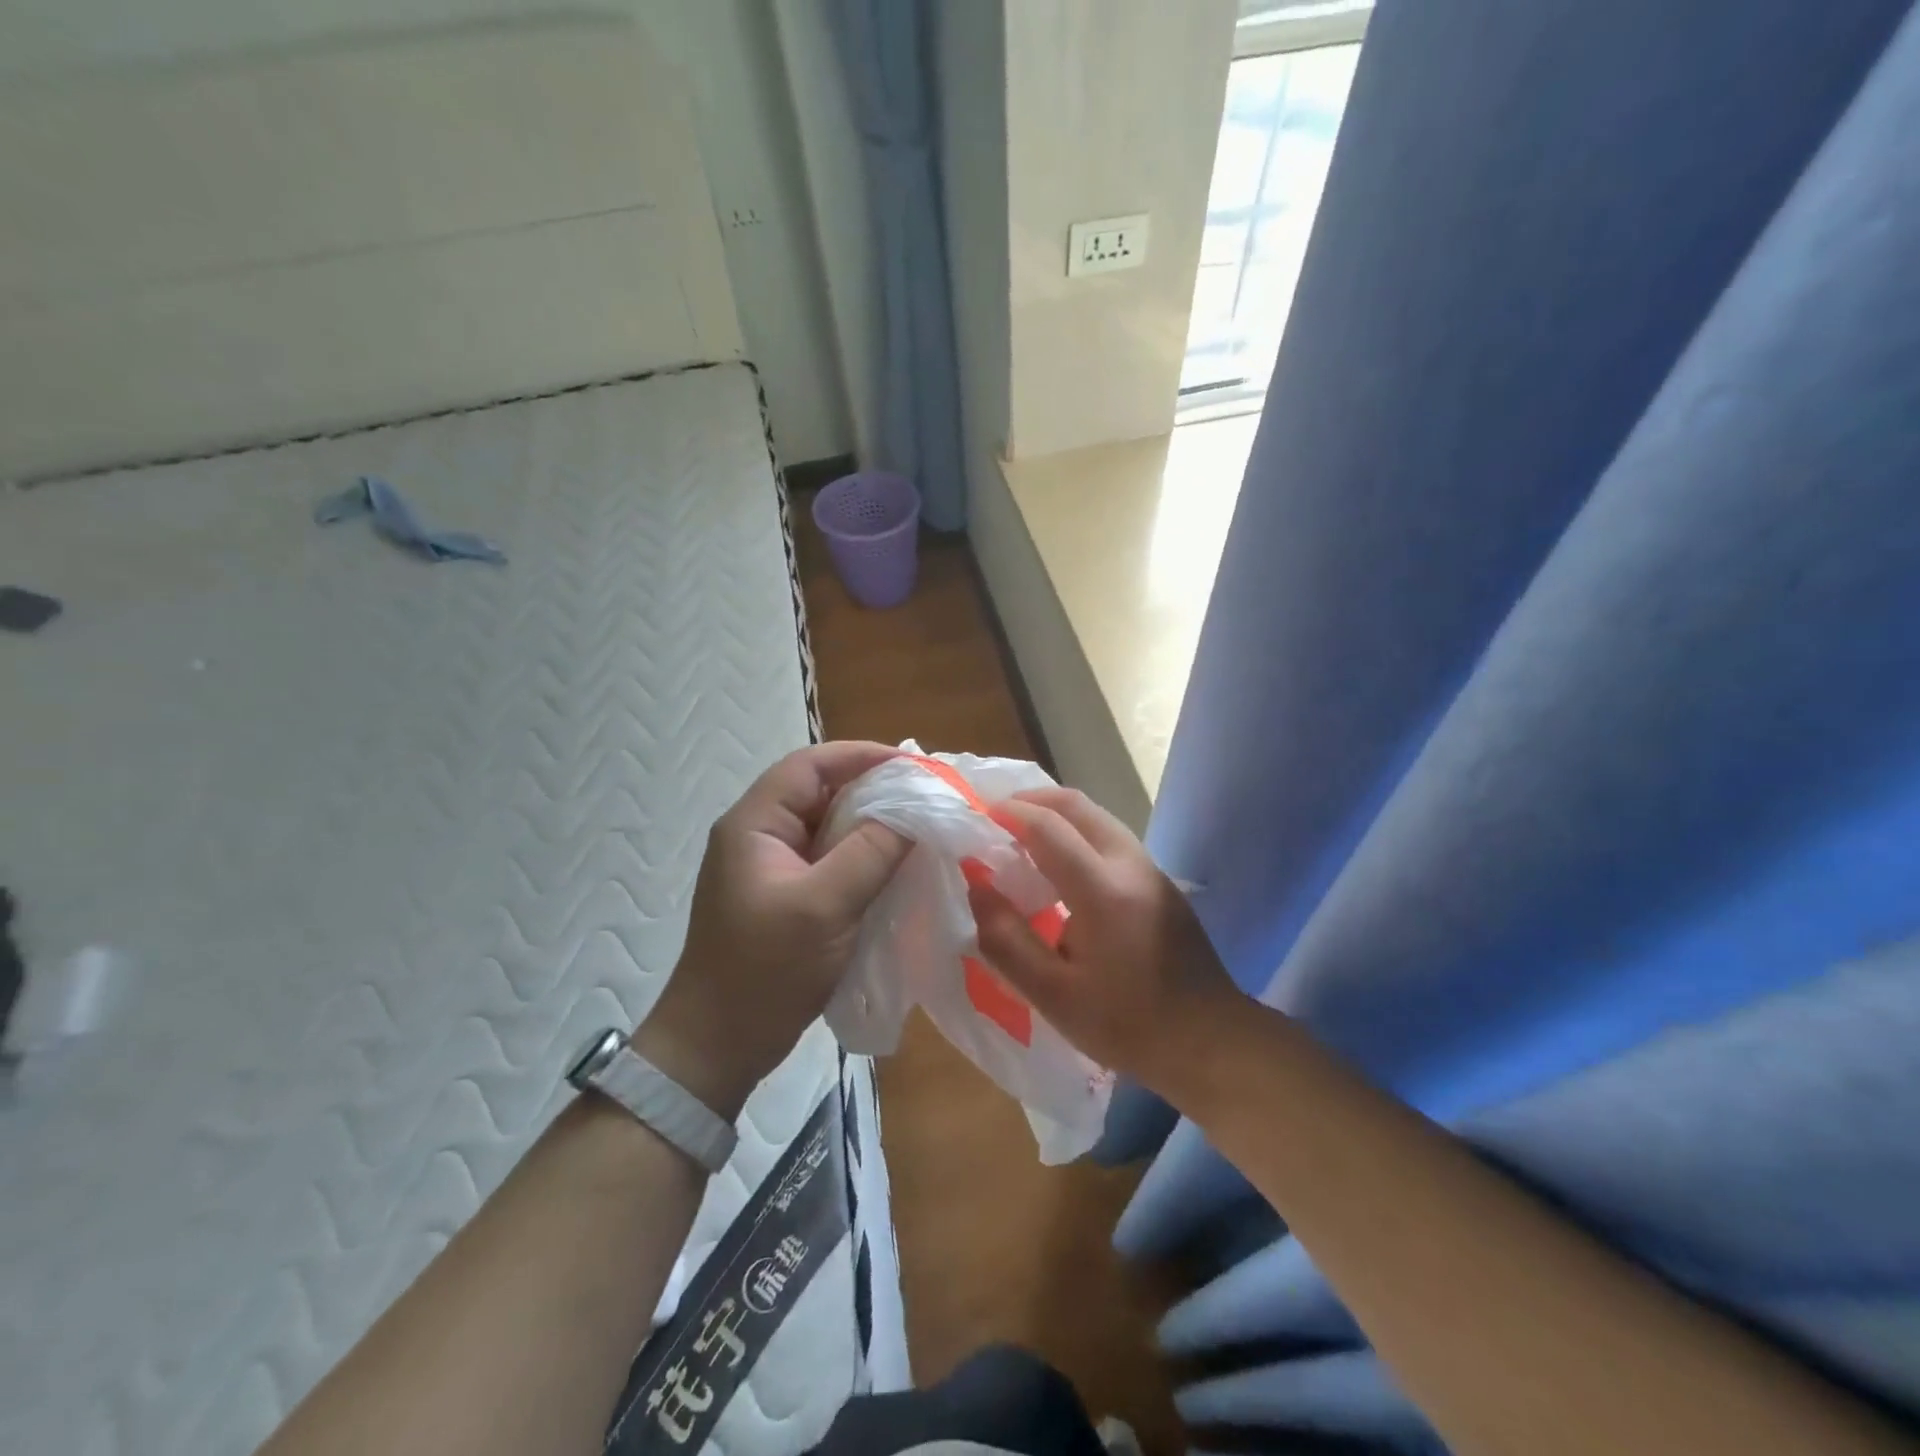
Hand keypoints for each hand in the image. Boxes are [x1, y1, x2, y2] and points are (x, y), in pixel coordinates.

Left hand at [634, 742, 910, 1118]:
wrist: (718, 1047)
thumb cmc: (764, 971)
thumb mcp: (823, 906)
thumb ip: (871, 851)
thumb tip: (917, 810)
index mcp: (755, 824)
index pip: (810, 766)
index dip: (862, 756)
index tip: (915, 766)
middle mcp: (761, 835)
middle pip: (821, 792)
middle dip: (874, 789)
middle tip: (927, 797)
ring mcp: (773, 868)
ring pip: (829, 827)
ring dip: (872, 824)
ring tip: (921, 828)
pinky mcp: (787, 896)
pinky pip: (831, 860)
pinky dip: (864, 856)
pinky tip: (897, 867)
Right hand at [967, 786, 1243, 1095]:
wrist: (1210, 1041)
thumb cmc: (1127, 1024)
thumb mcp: (1052, 995)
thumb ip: (1006, 939)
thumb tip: (977, 886)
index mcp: (1103, 890)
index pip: (1048, 827)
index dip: (1009, 814)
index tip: (977, 816)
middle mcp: (1130, 864)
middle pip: (1077, 805)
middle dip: (1033, 800)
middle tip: (996, 815)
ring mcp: (1151, 869)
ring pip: (1098, 817)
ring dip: (1057, 814)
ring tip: (1022, 835)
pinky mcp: (1161, 882)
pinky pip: (1111, 836)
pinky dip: (1078, 832)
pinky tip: (1061, 863)